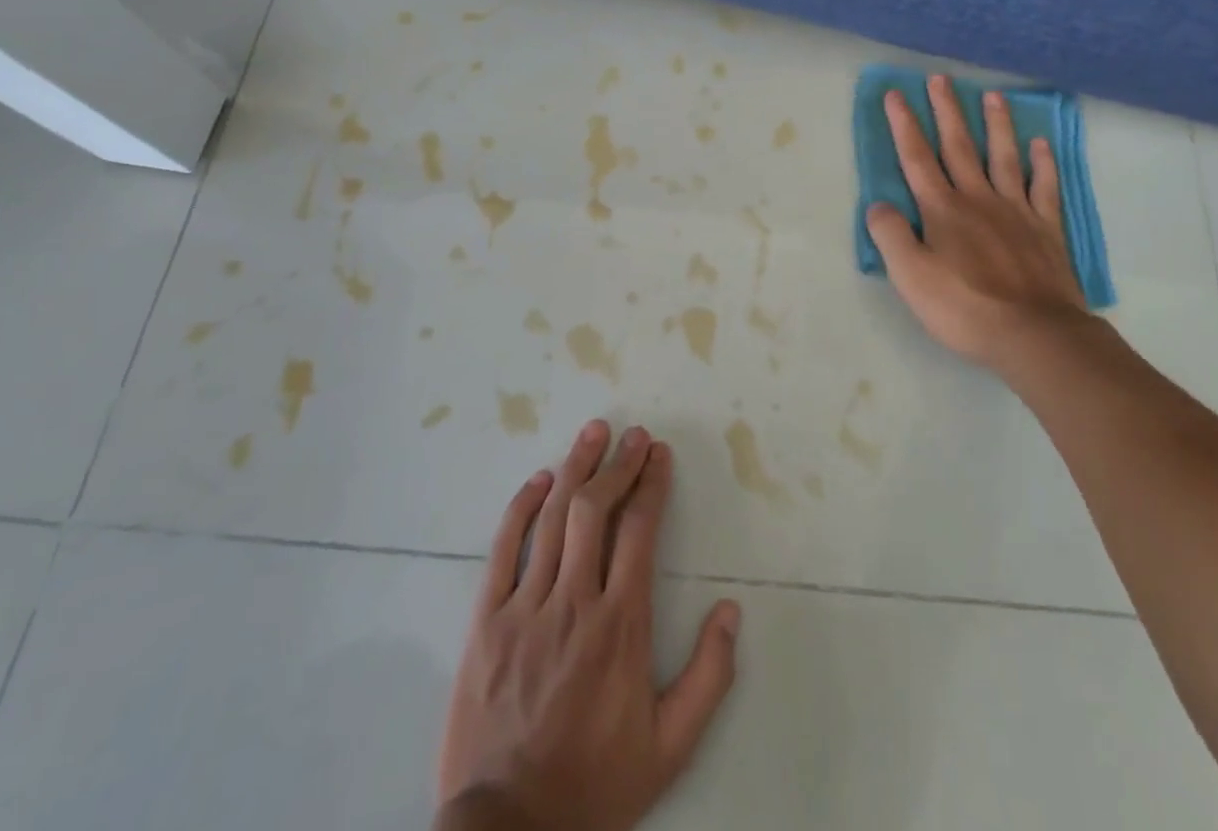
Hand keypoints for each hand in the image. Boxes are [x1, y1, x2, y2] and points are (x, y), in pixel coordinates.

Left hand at [436, 421, 740, 830]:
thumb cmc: (593, 785)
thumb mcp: (669, 748)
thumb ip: (709, 678)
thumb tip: (731, 609)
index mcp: (621, 626)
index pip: (640, 532)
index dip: (652, 485)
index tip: (659, 455)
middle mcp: (575, 603)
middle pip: (596, 510)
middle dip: (619, 464)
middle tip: (634, 435)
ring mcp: (526, 608)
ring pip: (553, 518)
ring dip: (577, 468)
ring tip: (594, 433)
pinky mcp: (486, 621)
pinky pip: (503, 550)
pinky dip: (521, 508)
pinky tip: (539, 480)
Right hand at [866, 75, 1091, 372]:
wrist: (1034, 334)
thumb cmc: (964, 308)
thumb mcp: (910, 277)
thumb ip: (890, 235)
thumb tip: (878, 205)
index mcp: (942, 209)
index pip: (917, 158)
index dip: (904, 125)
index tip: (896, 94)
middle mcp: (978, 199)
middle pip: (959, 146)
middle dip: (946, 110)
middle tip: (940, 78)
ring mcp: (1016, 210)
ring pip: (1004, 156)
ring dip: (996, 124)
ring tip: (992, 95)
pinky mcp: (1046, 228)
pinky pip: (1044, 187)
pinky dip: (1042, 163)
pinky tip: (1041, 145)